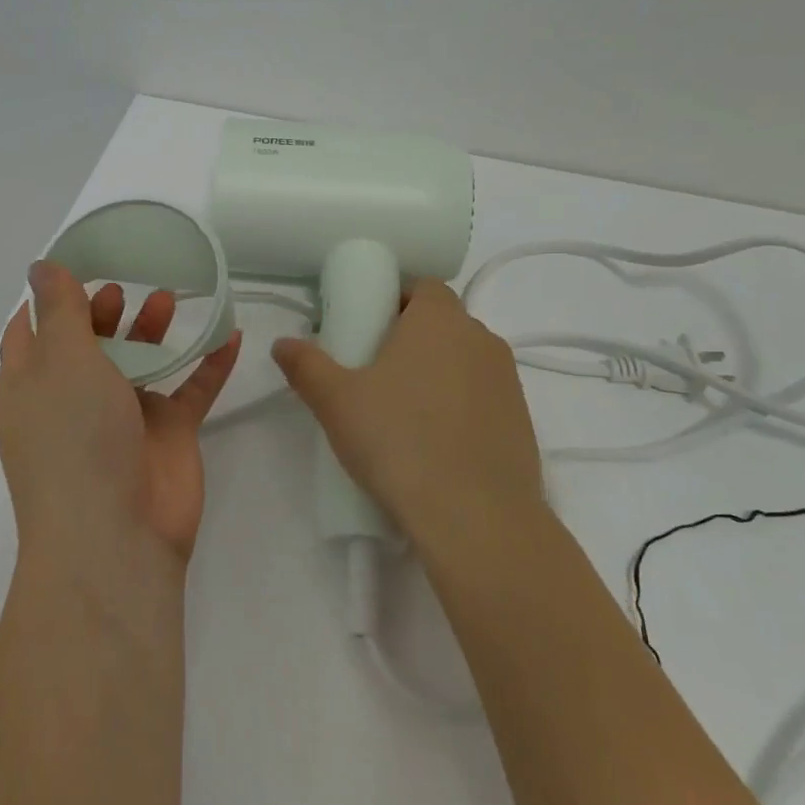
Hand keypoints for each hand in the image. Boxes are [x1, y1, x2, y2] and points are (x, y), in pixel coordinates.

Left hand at [0, 261, 241, 581]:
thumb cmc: (74, 438)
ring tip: (169, 298)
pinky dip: (209, 363)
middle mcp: (75, 398)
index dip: (51, 297)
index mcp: (34, 384)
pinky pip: (192, 390)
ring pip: (141, 361)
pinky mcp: (167, 435)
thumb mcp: (62, 361)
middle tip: (128, 283)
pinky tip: (231, 334)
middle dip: (107, 309)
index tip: (79, 261)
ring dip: (154, 329)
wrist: (115, 536)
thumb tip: (41, 266)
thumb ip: (60, 310)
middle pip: (91, 342)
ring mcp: (123, 418)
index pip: (33, 330)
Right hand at [271, 278, 545, 553]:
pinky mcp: (522, 420)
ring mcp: (508, 380)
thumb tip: (282, 344)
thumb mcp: (336, 402)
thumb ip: (306, 365)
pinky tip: (436, 445)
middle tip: (376, 375)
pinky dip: (461, 408)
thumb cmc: (399, 440)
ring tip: (404, 415)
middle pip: (443, 323)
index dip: (395, 302)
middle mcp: (481, 338)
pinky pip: (483, 397)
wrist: (476, 517)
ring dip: (438, 374)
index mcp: (440, 318)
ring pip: (464, 361)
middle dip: (412, 339)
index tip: (368, 332)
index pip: (422, 287)